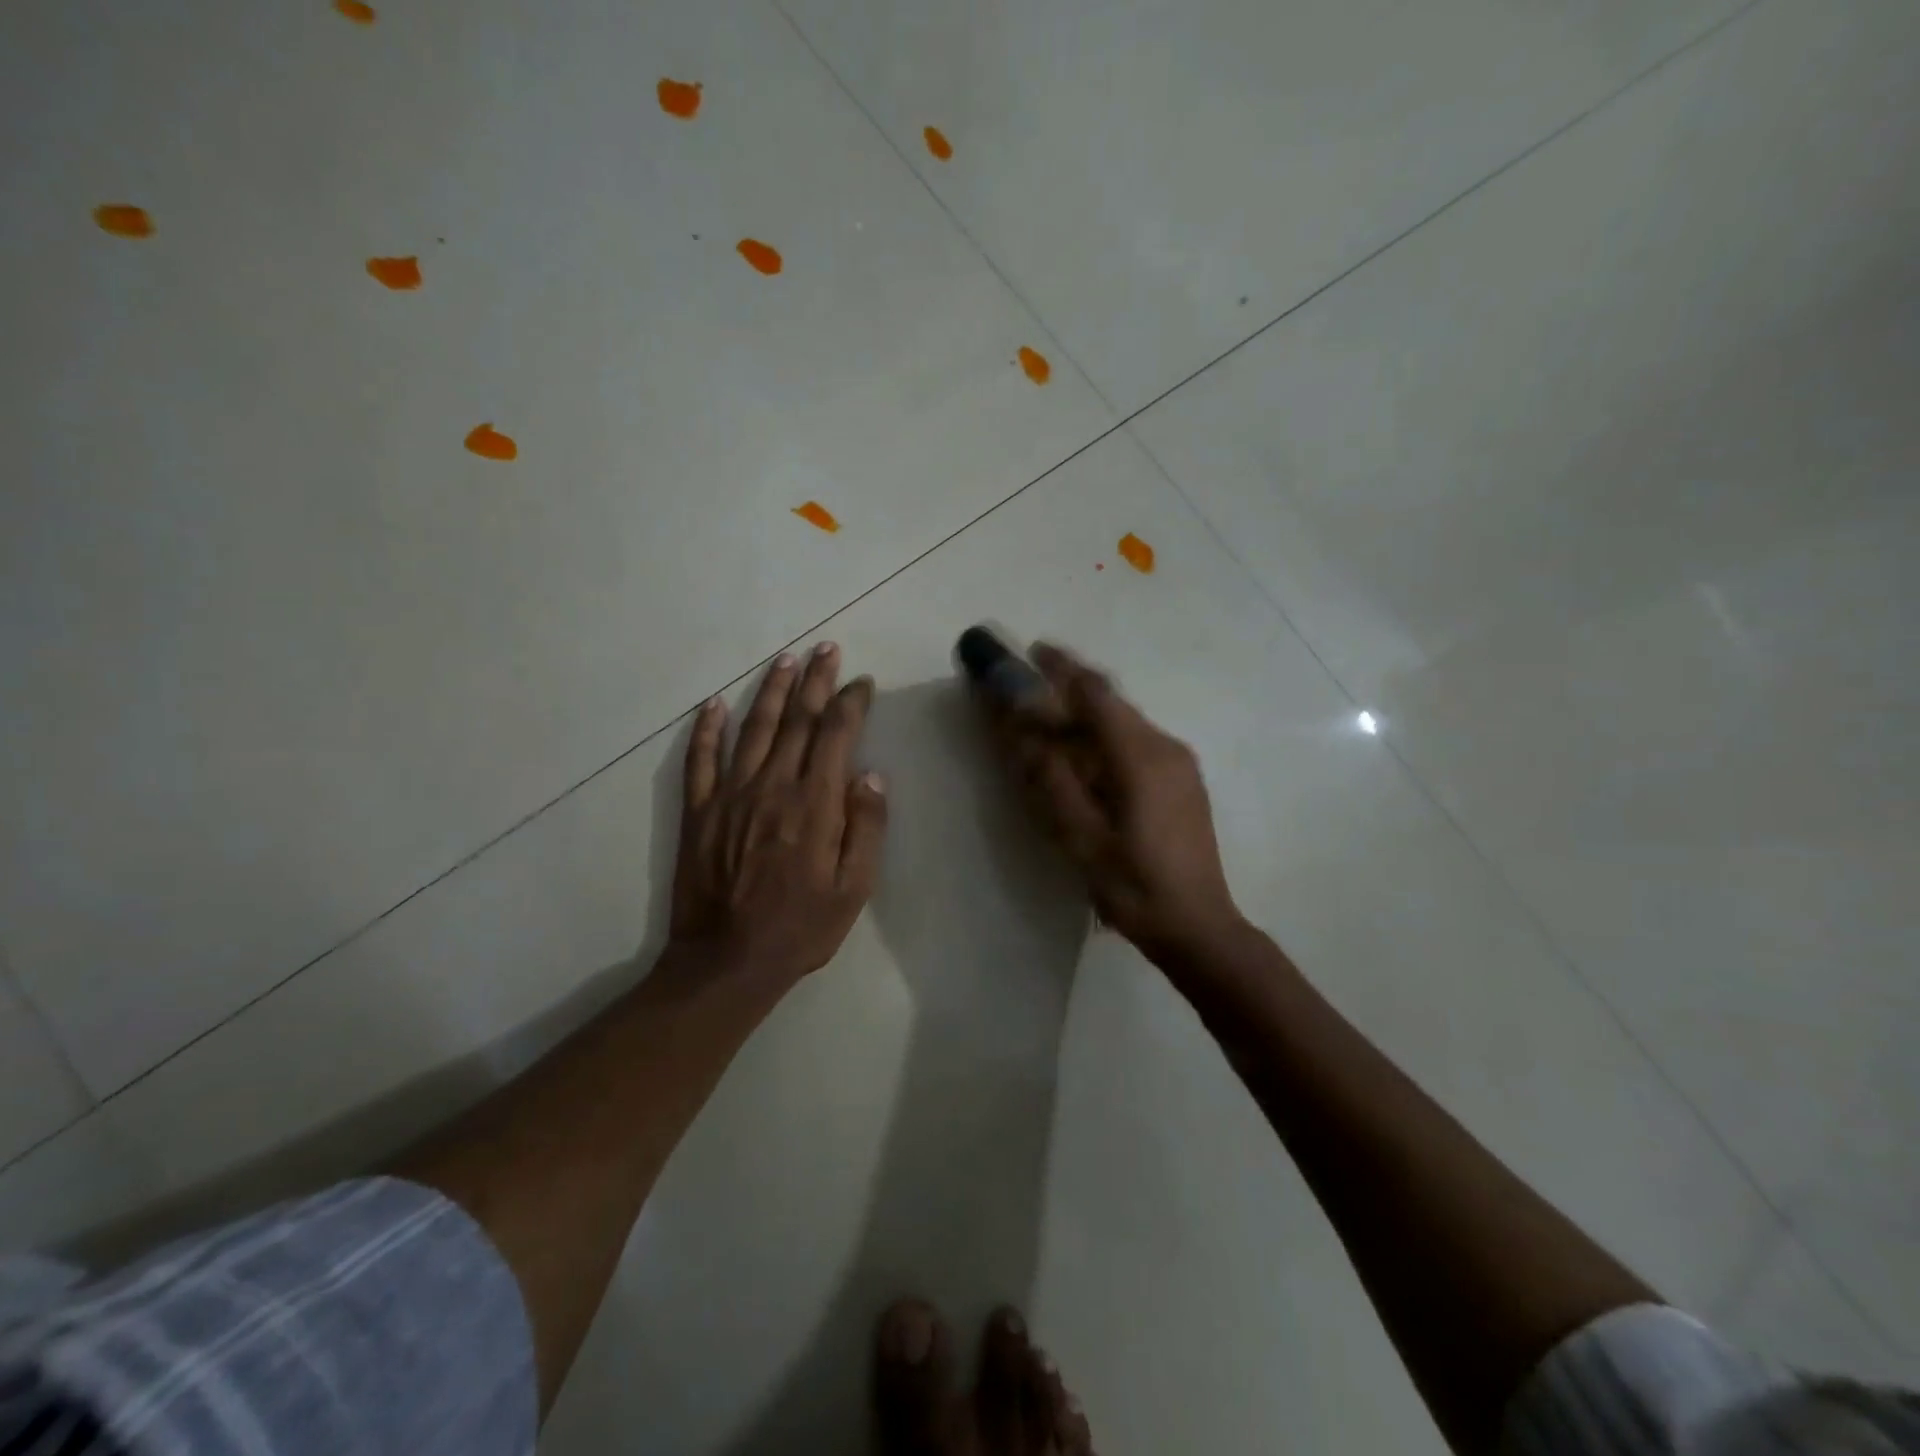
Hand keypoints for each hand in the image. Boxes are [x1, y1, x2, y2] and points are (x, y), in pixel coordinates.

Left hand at [671, 643, 887, 984]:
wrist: (726, 961)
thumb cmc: (800, 928)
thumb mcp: (853, 889)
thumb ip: (866, 828)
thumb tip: (871, 775)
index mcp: (814, 804)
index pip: (835, 735)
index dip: (850, 702)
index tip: (861, 682)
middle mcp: (772, 786)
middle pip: (797, 720)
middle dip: (815, 680)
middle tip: (826, 648)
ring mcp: (730, 795)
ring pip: (753, 728)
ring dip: (771, 691)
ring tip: (785, 660)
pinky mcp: (699, 810)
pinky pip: (700, 759)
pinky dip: (706, 728)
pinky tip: (714, 704)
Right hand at [989, 643, 1242, 959]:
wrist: (1200, 926)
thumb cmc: (1135, 885)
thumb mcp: (1081, 837)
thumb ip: (1050, 780)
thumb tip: (1020, 733)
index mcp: (1141, 756)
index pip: (1096, 694)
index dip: (1062, 668)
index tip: (1031, 651)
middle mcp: (1165, 746)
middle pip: (1111, 703)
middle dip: (1070, 688)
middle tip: (1030, 684)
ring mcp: (1179, 763)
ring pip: (1124, 722)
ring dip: (1086, 715)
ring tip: (1049, 722)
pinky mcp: (1183, 781)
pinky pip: (1136, 742)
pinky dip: (1104, 737)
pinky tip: (1084, 759)